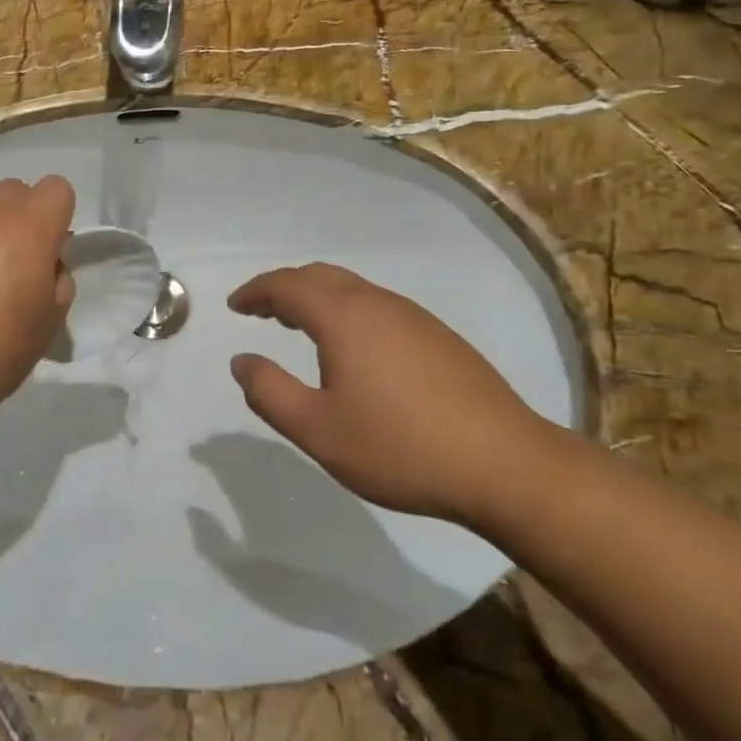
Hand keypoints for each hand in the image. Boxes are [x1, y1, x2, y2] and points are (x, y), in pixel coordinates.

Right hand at [227, 264, 557, 525]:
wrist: (505, 464)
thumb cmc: (401, 447)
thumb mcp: (319, 430)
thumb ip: (270, 392)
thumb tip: (241, 361)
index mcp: (344, 316)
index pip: (287, 284)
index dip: (256, 291)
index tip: (235, 306)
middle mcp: (377, 303)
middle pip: (320, 276)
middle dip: (285, 288)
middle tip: (262, 311)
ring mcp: (413, 317)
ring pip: (352, 290)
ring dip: (317, 299)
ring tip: (299, 326)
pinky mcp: (438, 336)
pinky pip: (377, 306)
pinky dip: (347, 312)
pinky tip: (353, 348)